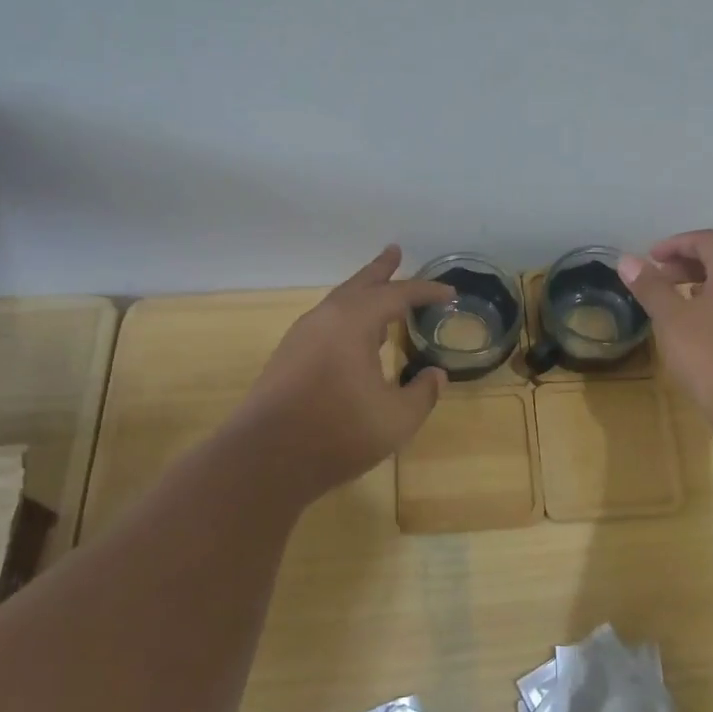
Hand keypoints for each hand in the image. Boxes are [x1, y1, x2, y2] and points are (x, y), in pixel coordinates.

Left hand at [224, 246, 452, 501]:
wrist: (263, 460)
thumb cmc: (337, 433)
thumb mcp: (396, 419)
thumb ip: (422, 393)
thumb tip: (436, 375)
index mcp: (353, 322)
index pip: (397, 295)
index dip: (426, 292)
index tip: (449, 293)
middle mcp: (325, 319)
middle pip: (358, 285)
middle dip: (381, 270)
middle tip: (395, 251)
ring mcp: (301, 337)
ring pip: (338, 303)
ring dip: (362, 294)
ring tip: (380, 295)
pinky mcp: (287, 358)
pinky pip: (326, 324)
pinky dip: (348, 319)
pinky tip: (355, 339)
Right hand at [619, 230, 712, 446]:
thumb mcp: (673, 323)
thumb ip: (651, 288)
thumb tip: (627, 260)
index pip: (705, 240)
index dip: (674, 244)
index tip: (650, 258)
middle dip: (690, 264)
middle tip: (661, 279)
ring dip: (709, 284)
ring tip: (682, 303)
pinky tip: (711, 331)